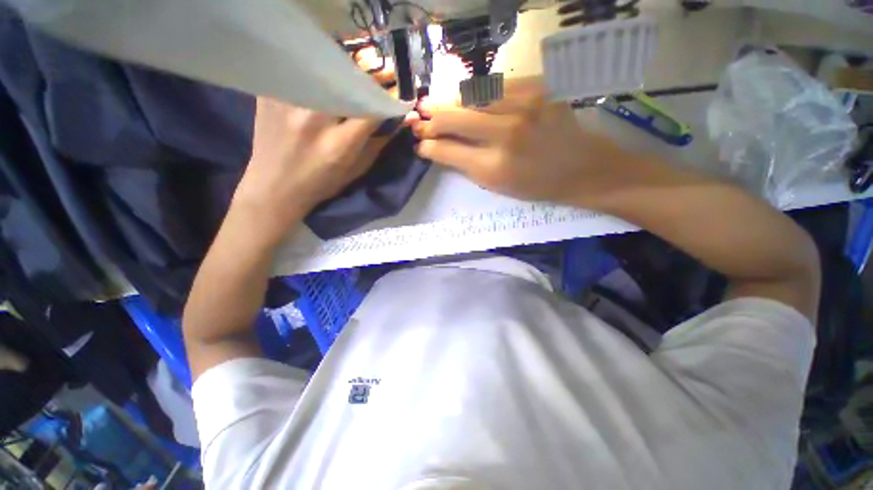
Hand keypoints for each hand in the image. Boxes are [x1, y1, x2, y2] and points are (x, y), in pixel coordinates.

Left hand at [230, 46, 401, 244]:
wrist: (275, 187)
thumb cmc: (322, 183)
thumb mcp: (357, 169)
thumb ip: (379, 143)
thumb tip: (399, 119)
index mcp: (340, 145)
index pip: (372, 108)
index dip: (388, 97)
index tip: (397, 92)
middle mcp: (314, 119)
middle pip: (347, 80)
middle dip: (367, 75)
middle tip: (377, 75)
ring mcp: (287, 102)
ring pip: (322, 68)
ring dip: (342, 69)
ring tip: (349, 75)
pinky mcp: (269, 94)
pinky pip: (298, 71)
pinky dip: (314, 71)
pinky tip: (319, 79)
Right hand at [411, 79, 635, 207]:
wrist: (581, 168)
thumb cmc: (535, 185)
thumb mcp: (497, 186)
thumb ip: (465, 166)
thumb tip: (438, 149)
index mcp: (494, 168)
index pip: (448, 150)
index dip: (429, 145)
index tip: (420, 143)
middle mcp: (506, 134)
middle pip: (455, 118)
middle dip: (432, 118)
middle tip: (419, 116)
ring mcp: (524, 106)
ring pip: (472, 96)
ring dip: (451, 101)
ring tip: (438, 106)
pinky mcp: (538, 89)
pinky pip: (495, 87)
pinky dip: (477, 95)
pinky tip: (471, 101)